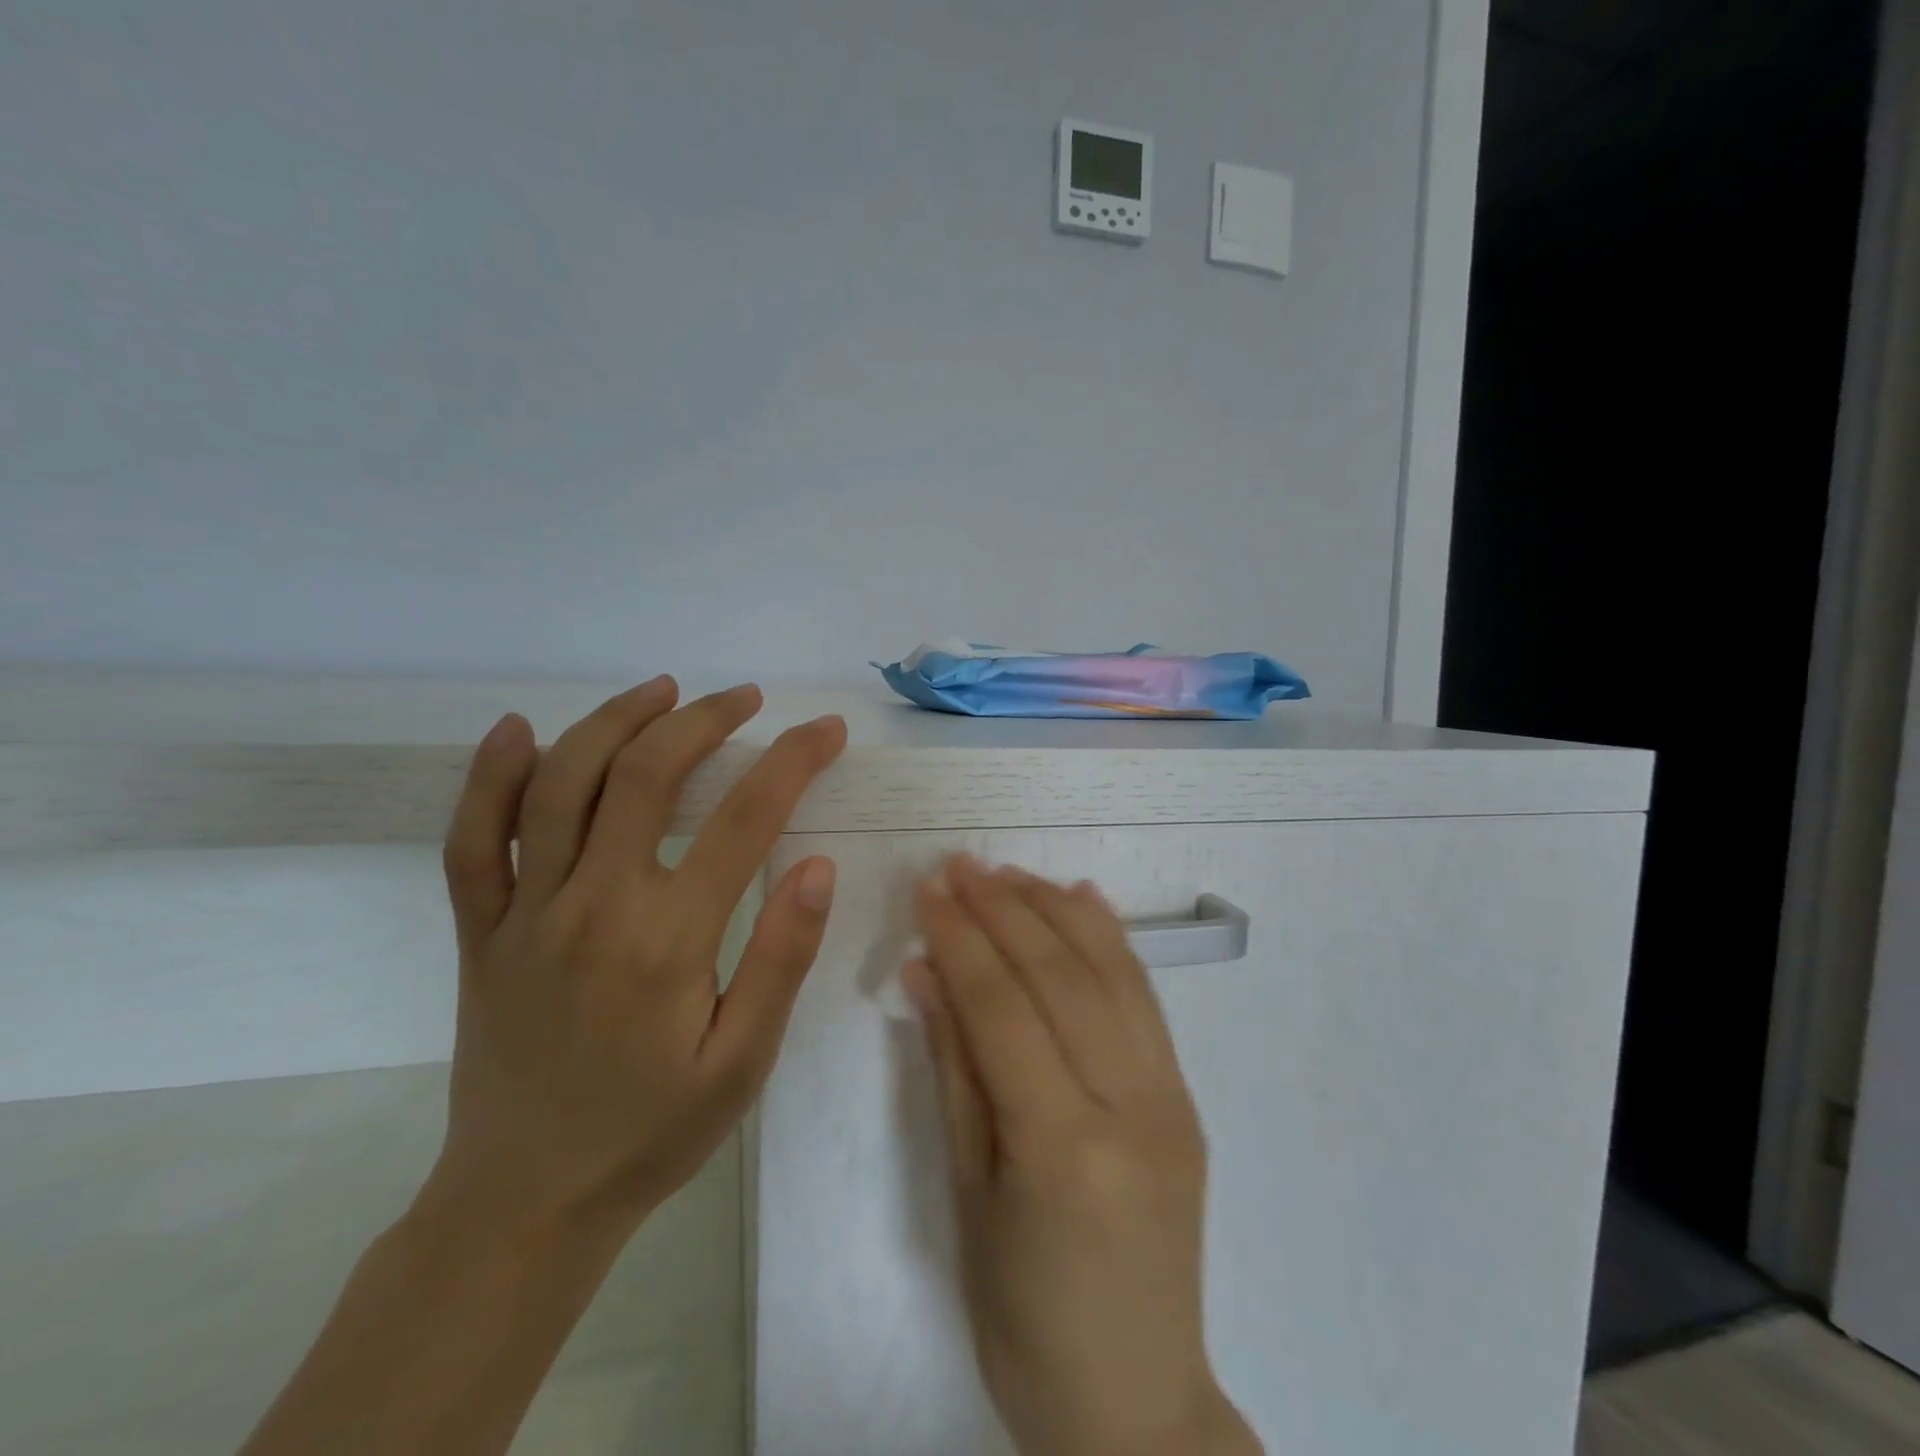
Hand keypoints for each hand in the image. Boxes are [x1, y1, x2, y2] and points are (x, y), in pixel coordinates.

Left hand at [423, 676, 847, 1237]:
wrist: (526, 1201)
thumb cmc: (653, 1131)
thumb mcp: (743, 1061)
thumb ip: (781, 957)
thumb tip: (818, 865)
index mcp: (667, 939)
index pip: (746, 819)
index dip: (794, 761)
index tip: (828, 730)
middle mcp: (592, 907)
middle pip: (645, 777)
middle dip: (704, 720)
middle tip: (746, 697)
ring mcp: (524, 914)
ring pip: (559, 786)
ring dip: (614, 722)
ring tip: (663, 689)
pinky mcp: (479, 932)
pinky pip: (470, 841)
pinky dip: (488, 777)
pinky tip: (518, 730)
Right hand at [905, 856, 1259, 1455]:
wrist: (1136, 1401)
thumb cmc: (1023, 1317)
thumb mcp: (967, 1197)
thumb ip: (953, 1070)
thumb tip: (926, 972)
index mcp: (1063, 1147)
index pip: (1004, 1008)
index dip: (961, 939)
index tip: (927, 890)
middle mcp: (1130, 1107)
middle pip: (1060, 976)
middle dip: (1003, 909)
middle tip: (959, 865)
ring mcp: (1170, 1098)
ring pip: (1110, 972)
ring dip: (1054, 909)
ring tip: (1007, 872)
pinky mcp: (1186, 1097)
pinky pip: (1146, 999)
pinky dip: (1111, 938)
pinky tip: (1082, 897)